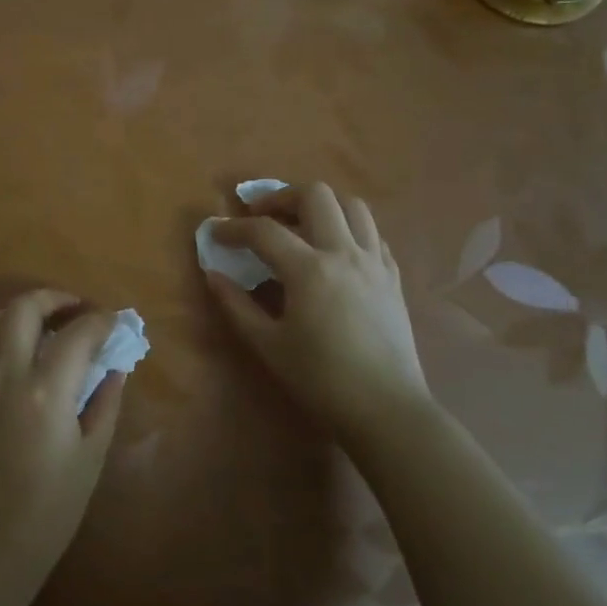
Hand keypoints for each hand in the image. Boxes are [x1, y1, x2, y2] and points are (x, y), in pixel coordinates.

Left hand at [0, 290, 125, 589]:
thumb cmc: (51, 506)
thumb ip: (105, 400)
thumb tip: (115, 365)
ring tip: (46, 326)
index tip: (114, 323)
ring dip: (23, 311)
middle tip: (78, 311)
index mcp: (45, 391)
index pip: (78, 333)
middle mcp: (6, 373)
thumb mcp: (91, 454)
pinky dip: (0, 333)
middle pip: (26, 307)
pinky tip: (19, 353)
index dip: (101, 321)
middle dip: (56, 299)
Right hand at [208, 182, 428, 441]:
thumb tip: (213, 274)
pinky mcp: (393, 277)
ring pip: (352, 205)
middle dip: (281, 197)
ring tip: (301, 224)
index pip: (264, 231)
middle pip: (315, 195)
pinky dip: (348, 229)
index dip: (233, 227)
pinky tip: (334, 251)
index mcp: (309, 269)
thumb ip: (236, 305)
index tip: (215, 232)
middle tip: (262, 216)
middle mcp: (344, 253)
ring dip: (321, 206)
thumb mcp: (268, 345)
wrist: (387, 410)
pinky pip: (372, 234)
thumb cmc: (321, 380)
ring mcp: (374, 262)